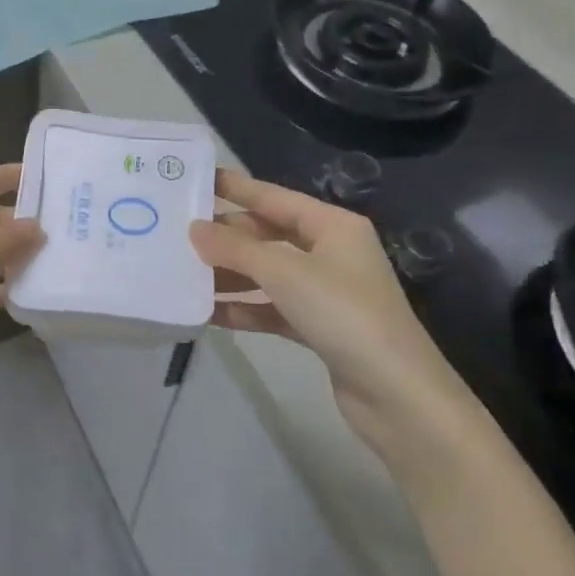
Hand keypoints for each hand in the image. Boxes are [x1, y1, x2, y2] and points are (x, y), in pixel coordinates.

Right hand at [189, 168, 476, 456]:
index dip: (236, 188)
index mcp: (332, 226)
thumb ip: (236, 249)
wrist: (397, 396)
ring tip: (183, 274)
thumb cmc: (344, 315)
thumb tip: (194, 229)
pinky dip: (245, 309)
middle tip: (177, 234)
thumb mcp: (286, 273)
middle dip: (226, 237)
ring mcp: (326, 292)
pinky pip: (273, 308)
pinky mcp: (319, 328)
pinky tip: (209, 313)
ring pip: (268, 274)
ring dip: (230, 275)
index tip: (196, 179)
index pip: (274, 198)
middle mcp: (330, 252)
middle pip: (268, 236)